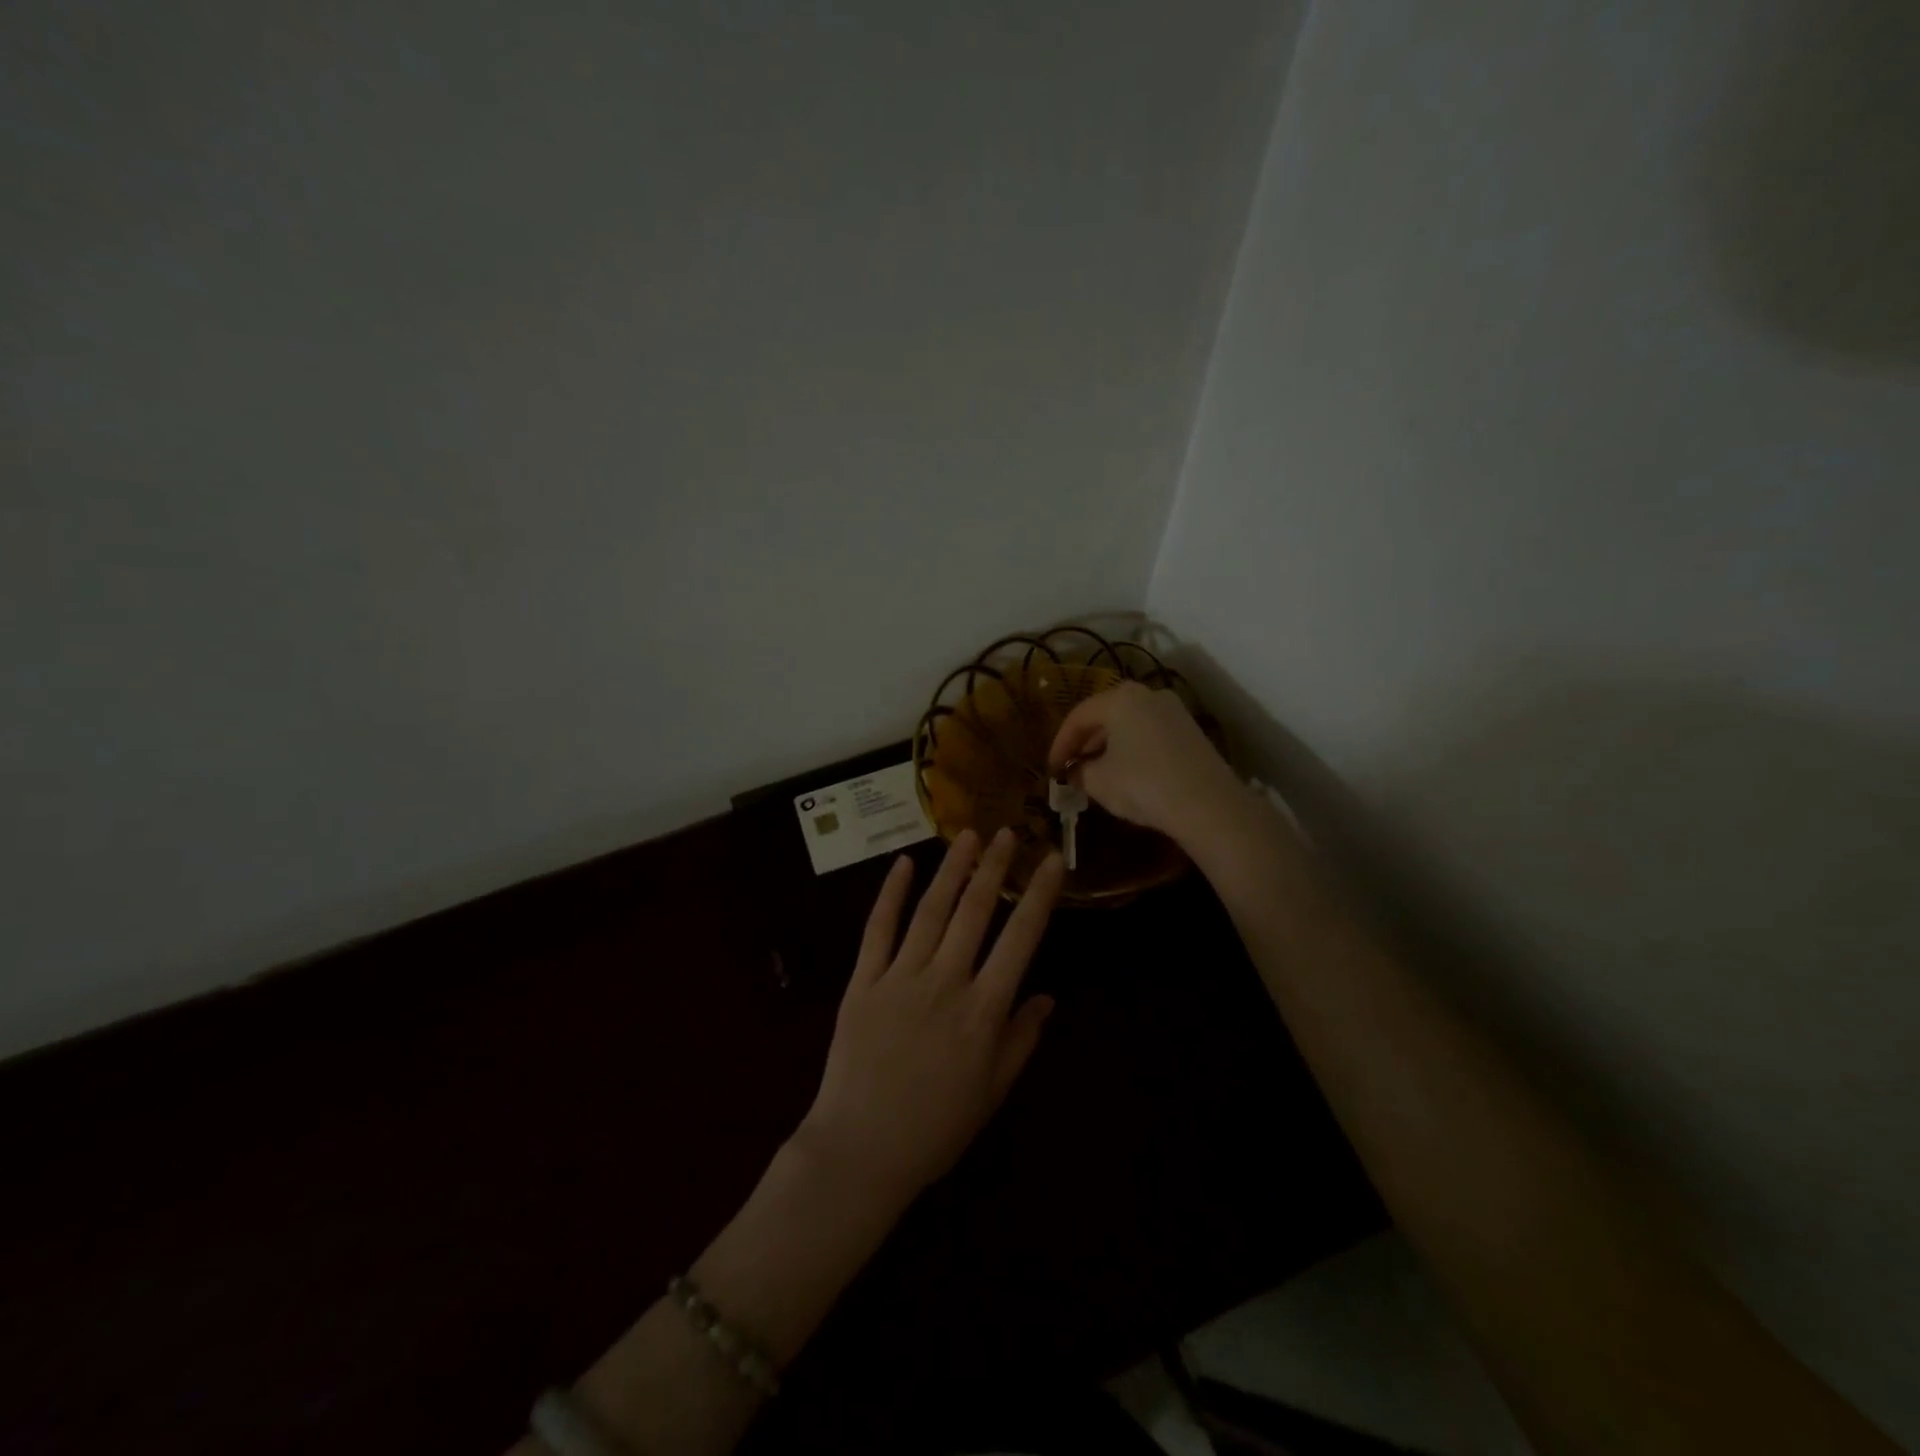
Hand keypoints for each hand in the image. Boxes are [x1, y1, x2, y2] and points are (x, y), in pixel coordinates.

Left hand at [795, 829, 1063, 1205]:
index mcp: (983, 1010)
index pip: (1020, 938)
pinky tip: (904, 865)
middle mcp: (945, 981)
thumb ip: (1021, 1039)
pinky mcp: (863, 981)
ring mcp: (900, 977)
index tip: (1051, 860)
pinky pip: (878, 929)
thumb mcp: (992, 1092)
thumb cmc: (935, 1128)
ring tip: (967, 835)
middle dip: (994, 867)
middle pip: (974, 911)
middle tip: (1007, 832)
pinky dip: (890, 894)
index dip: (1039, 895)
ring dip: (951, 869)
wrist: (861, 1150)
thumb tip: (1047, 996)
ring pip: (931, 910)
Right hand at [1047, 681, 1246, 849]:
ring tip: (1096, 774)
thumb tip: (1075, 772)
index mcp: (1120, 698)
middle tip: (1071, 769)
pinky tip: (1127, 775)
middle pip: (1105, 716)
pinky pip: (1149, 735)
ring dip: (1108, 747)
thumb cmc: (1143, 785)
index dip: (1060, 744)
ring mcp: (1174, 712)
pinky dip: (1132, 750)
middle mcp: (1148, 695)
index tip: (1051, 769)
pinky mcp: (1191, 732)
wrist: (1209, 805)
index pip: (1078, 716)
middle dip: (1085, 743)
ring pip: (1129, 725)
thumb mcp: (1099, 782)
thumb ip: (1079, 772)